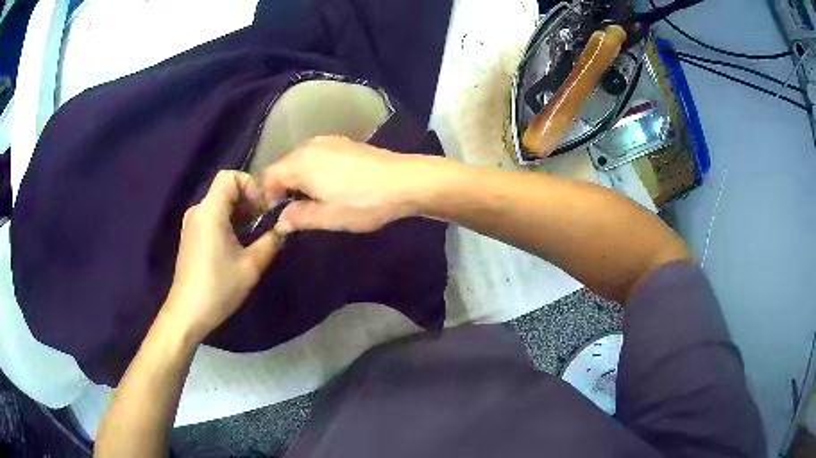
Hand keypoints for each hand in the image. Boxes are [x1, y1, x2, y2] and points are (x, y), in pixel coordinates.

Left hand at [164, 171, 282, 341]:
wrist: (188, 313)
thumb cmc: (219, 287)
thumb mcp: (251, 266)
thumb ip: (271, 241)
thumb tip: (284, 228)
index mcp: (210, 211)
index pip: (230, 176)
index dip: (251, 184)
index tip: (264, 208)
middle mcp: (198, 211)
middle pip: (225, 189)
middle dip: (248, 200)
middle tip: (265, 222)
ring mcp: (192, 224)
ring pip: (219, 204)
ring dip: (239, 213)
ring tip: (254, 234)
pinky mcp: (191, 237)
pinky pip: (212, 217)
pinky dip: (228, 222)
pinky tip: (238, 244)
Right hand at [262, 136, 451, 232]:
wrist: (406, 180)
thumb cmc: (363, 202)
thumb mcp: (328, 217)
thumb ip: (299, 217)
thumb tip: (281, 220)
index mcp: (299, 162)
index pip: (268, 176)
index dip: (267, 196)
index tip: (277, 215)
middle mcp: (310, 145)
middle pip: (284, 165)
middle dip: (283, 187)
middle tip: (295, 211)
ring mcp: (329, 140)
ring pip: (301, 160)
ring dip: (300, 179)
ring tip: (314, 200)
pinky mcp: (345, 142)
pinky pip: (318, 155)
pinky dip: (315, 170)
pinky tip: (331, 185)